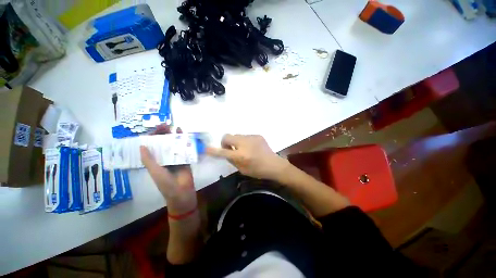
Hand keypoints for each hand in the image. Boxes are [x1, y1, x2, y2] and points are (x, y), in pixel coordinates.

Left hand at [140, 124, 196, 214]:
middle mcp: (165, 158)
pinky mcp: (186, 159)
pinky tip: (184, 134)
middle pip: (163, 144)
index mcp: (155, 161)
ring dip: (174, 136)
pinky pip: (184, 149)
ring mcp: (176, 158)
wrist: (182, 193)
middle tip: (167, 125)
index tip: (157, 129)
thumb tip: (142, 145)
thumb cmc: (166, 184)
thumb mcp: (155, 172)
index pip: (152, 146)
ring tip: (175, 127)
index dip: (153, 137)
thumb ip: (149, 160)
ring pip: (174, 145)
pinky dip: (184, 142)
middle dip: (164, 134)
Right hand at [206, 134, 289, 180]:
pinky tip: (251, 147)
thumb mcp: (242, 169)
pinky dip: (244, 141)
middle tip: (231, 149)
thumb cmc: (258, 171)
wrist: (274, 165)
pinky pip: (245, 136)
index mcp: (241, 156)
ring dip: (236, 142)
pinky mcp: (257, 135)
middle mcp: (245, 144)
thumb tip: (226, 152)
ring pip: (237, 135)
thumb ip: (231, 160)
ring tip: (243, 149)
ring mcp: (252, 138)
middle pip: (227, 136)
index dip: (213, 150)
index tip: (206, 149)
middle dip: (225, 142)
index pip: (222, 152)